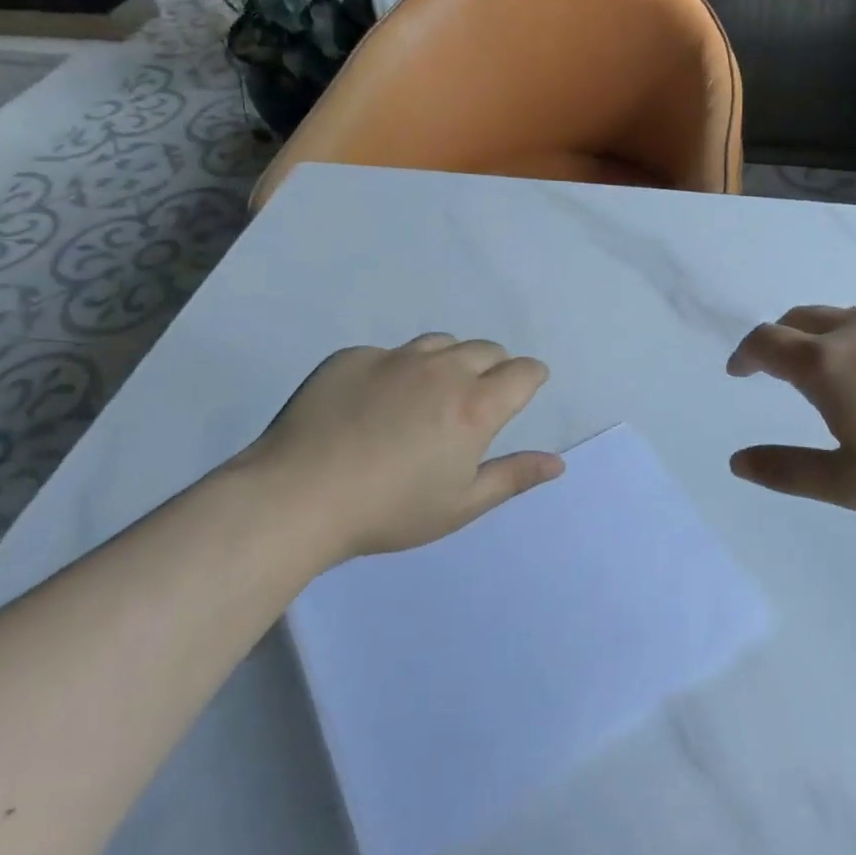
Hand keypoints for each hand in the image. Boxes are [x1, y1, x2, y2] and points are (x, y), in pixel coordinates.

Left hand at [235, 334, 562, 559]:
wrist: (298, 497)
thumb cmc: (390, 511)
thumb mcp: (460, 504)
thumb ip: (513, 477)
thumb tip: (557, 463)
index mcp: (475, 406)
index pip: (523, 371)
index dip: (531, 377)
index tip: (524, 389)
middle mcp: (441, 370)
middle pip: (486, 349)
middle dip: (494, 367)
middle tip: (475, 401)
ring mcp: (394, 358)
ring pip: (440, 343)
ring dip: (449, 361)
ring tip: (430, 395)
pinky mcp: (352, 357)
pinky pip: (390, 353)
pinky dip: (398, 370)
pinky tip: (375, 404)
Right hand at [727, 305, 855, 514]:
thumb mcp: (849, 485)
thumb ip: (786, 470)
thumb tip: (737, 462)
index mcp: (827, 364)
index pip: (766, 342)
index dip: (746, 354)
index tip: (740, 371)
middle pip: (802, 318)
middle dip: (782, 339)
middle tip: (784, 369)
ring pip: (854, 318)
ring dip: (836, 341)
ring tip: (855, 379)